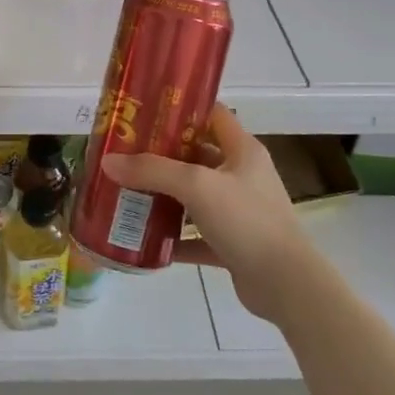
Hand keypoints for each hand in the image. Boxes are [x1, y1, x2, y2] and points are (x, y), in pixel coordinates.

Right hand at [101, 104, 317, 322]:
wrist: (287, 286)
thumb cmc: (247, 221)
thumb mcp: (197, 186)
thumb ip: (152, 171)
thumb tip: (107, 162)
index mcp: (243, 151)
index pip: (213, 115)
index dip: (183, 108)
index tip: (146, 110)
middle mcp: (242, 176)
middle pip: (198, 156)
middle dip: (162, 154)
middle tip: (125, 152)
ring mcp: (239, 212)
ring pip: (195, 197)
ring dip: (165, 196)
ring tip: (127, 190)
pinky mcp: (233, 245)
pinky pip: (196, 235)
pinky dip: (174, 236)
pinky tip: (144, 237)